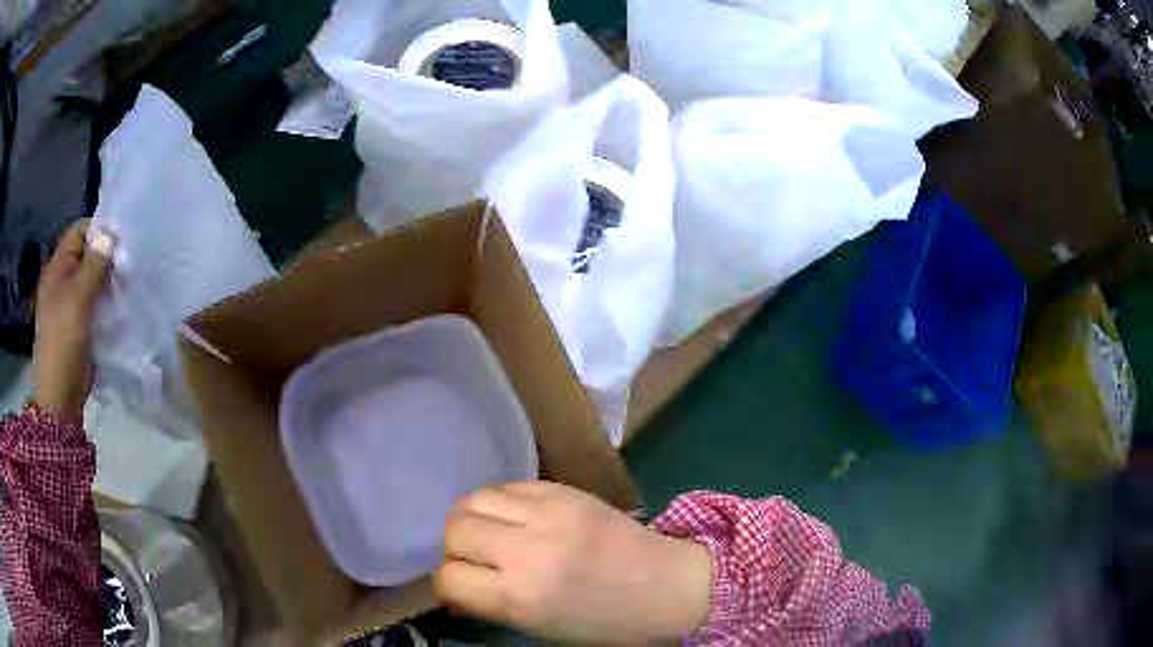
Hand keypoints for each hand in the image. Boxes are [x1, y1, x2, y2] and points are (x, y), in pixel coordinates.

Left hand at [32, 219, 111, 422]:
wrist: (60, 396)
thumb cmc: (64, 340)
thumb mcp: (79, 297)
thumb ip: (95, 263)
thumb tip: (111, 232)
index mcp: (58, 267)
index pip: (79, 231)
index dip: (98, 230)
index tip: (120, 241)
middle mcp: (63, 281)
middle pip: (87, 256)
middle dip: (107, 259)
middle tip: (127, 268)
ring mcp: (70, 306)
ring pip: (93, 282)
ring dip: (109, 284)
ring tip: (126, 290)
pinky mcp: (79, 327)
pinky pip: (95, 306)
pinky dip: (107, 305)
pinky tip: (120, 310)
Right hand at [434, 481, 712, 644]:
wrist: (665, 585)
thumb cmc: (604, 623)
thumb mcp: (539, 628)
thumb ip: (491, 603)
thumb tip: (453, 586)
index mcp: (521, 596)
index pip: (448, 578)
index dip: (449, 586)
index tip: (462, 588)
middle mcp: (528, 550)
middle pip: (454, 530)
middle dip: (456, 549)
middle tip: (476, 559)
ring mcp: (548, 513)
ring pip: (474, 499)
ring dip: (472, 519)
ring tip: (491, 534)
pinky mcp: (564, 490)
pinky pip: (508, 486)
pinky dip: (501, 504)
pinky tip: (516, 519)